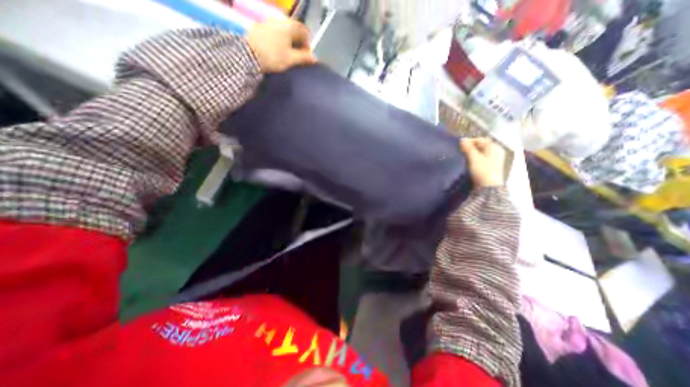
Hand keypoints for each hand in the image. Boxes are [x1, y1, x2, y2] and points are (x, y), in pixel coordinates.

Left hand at [245, 18, 313, 71]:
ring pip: (284, 31)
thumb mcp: (290, 59)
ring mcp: (269, 22)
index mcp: (289, 26)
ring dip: (289, 42)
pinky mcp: (260, 27)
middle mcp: (280, 20)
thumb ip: (303, 58)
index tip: (306, 56)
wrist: (247, 54)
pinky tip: (277, 50)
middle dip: (298, 43)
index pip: (304, 32)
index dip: (308, 45)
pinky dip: (280, 40)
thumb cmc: (273, 56)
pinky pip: (275, 32)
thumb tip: (314, 58)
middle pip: (294, 30)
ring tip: (287, 55)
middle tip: (298, 57)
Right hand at [457, 137, 505, 187]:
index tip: (460, 144)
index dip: (470, 141)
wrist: (488, 186)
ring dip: (472, 153)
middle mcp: (496, 151)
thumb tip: (462, 140)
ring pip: (481, 152)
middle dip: (471, 147)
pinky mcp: (491, 165)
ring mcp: (495, 158)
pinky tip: (469, 161)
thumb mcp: (474, 158)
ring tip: (463, 155)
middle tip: (460, 150)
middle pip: (481, 145)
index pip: (481, 140)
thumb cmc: (482, 170)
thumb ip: (468, 148)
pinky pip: (482, 158)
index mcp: (494, 147)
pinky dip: (475, 158)